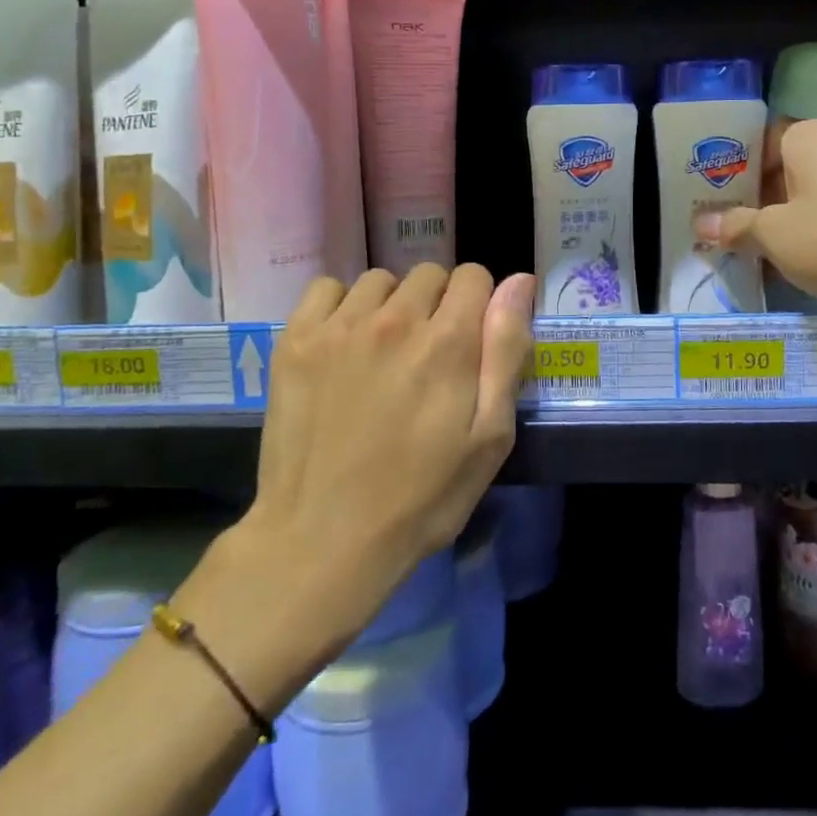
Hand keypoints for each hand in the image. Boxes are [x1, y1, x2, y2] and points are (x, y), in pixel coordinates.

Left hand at [249, 263, 534, 642]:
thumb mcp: (489, 437)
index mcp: (448, 341)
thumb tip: (520, 282)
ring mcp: (339, 327)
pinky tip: (343, 344)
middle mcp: (395, 319)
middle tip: (428, 355)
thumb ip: (506, 351)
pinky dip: (341, 306)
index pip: (474, 276)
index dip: (480, 304)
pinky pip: (326, 288)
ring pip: (380, 281)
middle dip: (438, 304)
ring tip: (383, 352)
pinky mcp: (295, 341)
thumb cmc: (421, 497)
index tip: (471, 341)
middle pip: (429, 274)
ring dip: (391, 305)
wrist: (323, 541)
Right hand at [695, 117, 816, 317]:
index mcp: (812, 136)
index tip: (713, 195)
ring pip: (812, 195)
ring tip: (752, 247)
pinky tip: (795, 263)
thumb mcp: (771, 234)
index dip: (736, 166)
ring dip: (785, 219)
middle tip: (725, 224)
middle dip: (758, 197)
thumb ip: (735, 226)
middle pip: (787, 167)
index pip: (763, 138)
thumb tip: (701, 224)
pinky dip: (813, 235)